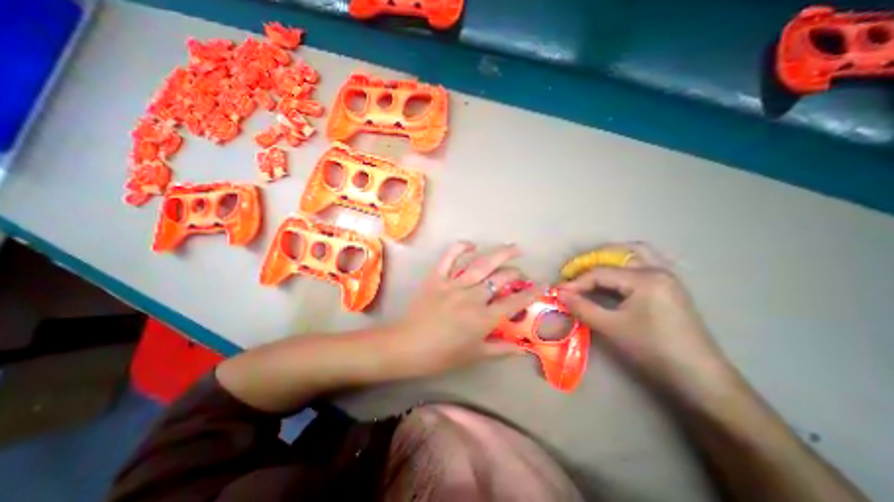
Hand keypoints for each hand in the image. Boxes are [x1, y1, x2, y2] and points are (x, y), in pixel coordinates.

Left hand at [389, 242, 539, 375]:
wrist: (407, 346)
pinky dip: (461, 247)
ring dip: (500, 254)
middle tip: (521, 273)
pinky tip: (472, 245)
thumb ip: (501, 349)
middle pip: (501, 278)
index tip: (543, 285)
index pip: (514, 302)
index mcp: (483, 318)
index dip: (532, 293)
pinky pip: (449, 257)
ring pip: (482, 264)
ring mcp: (454, 284)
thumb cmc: (442, 355)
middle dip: (516, 273)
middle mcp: (472, 297)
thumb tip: (524, 350)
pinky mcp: (437, 277)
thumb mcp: (474, 355)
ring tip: (513, 247)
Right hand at [557, 243, 740, 404]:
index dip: (576, 282)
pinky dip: (623, 266)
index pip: (600, 273)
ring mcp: (666, 278)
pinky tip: (612, 279)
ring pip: (634, 254)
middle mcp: (657, 270)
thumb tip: (560, 294)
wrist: (699, 378)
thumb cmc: (653, 349)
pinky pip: (642, 265)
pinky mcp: (668, 288)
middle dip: (592, 260)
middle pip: (618, 253)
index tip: (558, 291)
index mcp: (645, 278)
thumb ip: (582, 307)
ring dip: (610, 258)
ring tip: (590, 271)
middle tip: (573, 273)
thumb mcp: (612, 327)